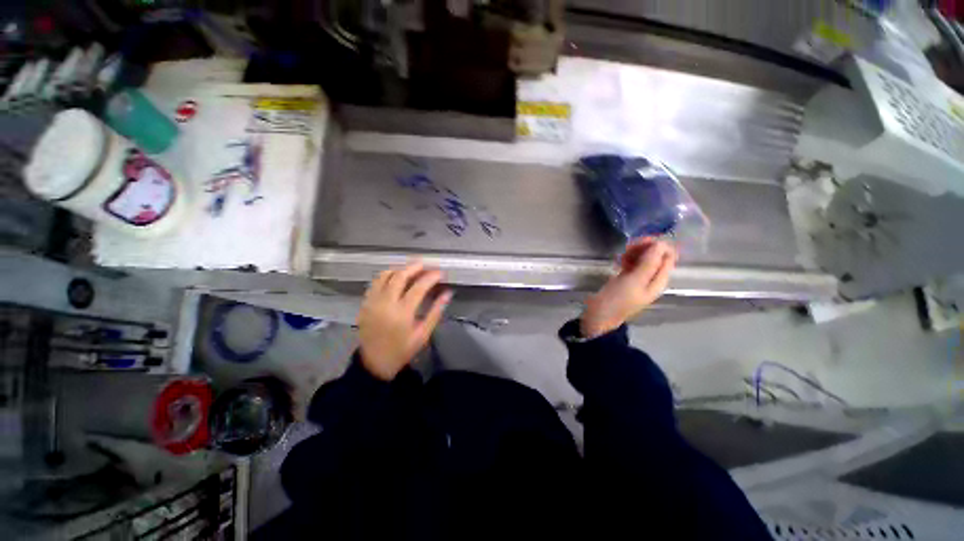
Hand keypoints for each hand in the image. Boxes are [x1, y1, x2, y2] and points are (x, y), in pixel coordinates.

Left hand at [357, 261, 452, 379]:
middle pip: (400, 276)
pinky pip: (375, 282)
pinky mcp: (365, 303)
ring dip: (399, 269)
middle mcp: (385, 304)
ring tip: (411, 269)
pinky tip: (395, 277)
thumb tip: (447, 293)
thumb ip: (436, 311)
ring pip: (385, 275)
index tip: (440, 273)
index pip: (418, 287)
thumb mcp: (423, 334)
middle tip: (425, 265)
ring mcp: (372, 302)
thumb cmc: (403, 349)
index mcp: (402, 313)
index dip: (431, 277)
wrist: (375, 362)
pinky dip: (387, 275)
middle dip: (414, 267)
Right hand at [581, 238, 677, 338]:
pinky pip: (633, 263)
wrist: (598, 316)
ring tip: (621, 256)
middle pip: (656, 255)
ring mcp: (639, 278)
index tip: (639, 243)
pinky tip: (619, 261)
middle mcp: (652, 278)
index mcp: (659, 280)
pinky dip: (628, 259)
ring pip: (644, 258)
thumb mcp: (634, 281)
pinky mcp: (627, 278)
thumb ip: (649, 263)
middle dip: (644, 248)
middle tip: (627, 249)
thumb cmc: (616, 299)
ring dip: (635, 253)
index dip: (656, 246)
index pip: (668, 255)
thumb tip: (661, 243)